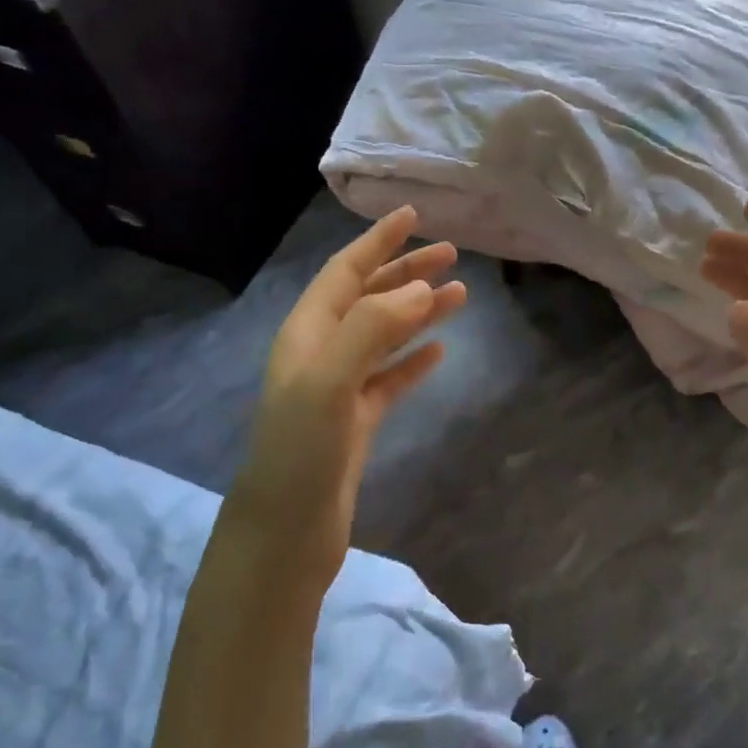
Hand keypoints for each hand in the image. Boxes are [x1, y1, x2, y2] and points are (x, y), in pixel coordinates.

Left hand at [226, 206, 465, 588]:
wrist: (286, 531)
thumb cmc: (301, 451)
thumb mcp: (330, 381)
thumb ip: (372, 328)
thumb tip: (420, 288)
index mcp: (307, 333)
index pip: (345, 272)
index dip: (377, 242)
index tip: (411, 216)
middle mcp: (322, 351)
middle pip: (369, 297)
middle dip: (406, 271)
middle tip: (451, 253)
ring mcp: (340, 387)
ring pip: (385, 335)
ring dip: (419, 312)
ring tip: (461, 295)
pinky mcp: (357, 420)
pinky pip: (390, 377)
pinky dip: (414, 359)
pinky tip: (440, 352)